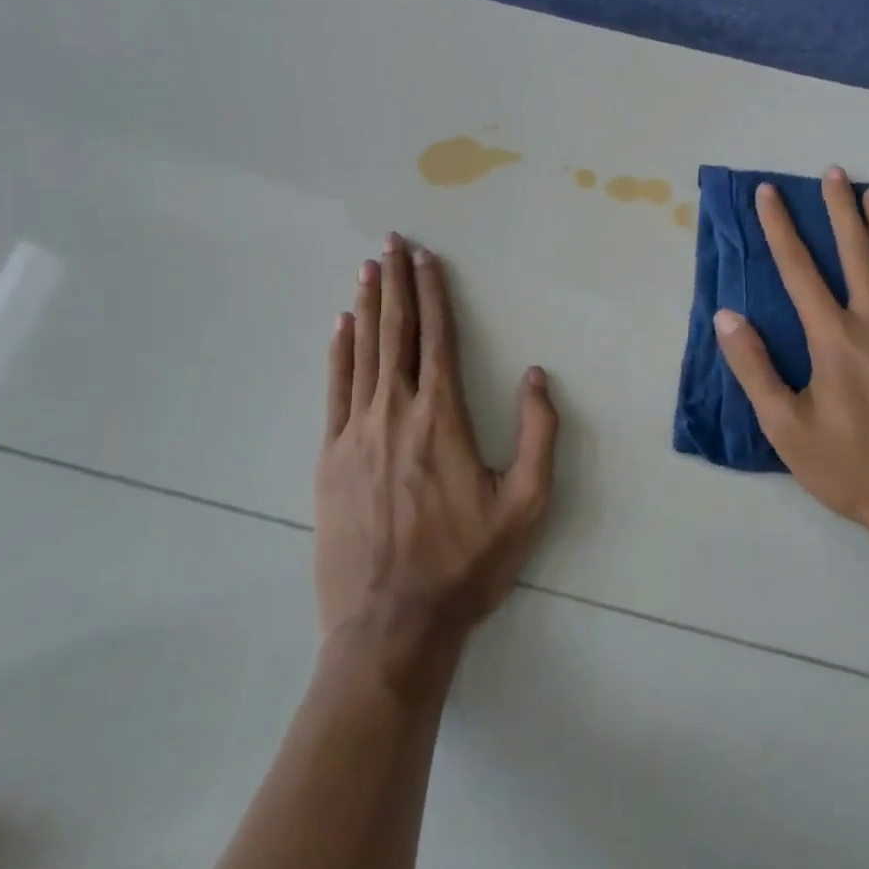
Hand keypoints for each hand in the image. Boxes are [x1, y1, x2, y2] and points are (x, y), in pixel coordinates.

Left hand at [315, 234, 558, 671]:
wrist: (390, 628)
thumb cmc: (465, 564)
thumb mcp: (525, 505)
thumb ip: (538, 434)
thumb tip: (534, 374)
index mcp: (442, 417)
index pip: (438, 337)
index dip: (433, 293)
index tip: (427, 258)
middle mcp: (396, 411)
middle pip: (396, 331)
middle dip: (396, 281)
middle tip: (391, 241)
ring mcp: (356, 432)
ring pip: (364, 352)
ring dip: (368, 305)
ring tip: (368, 267)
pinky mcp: (330, 458)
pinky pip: (335, 390)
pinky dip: (339, 352)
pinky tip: (341, 326)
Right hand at [713, 168, 868, 569]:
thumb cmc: (851, 468)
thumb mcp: (786, 428)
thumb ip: (754, 368)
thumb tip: (726, 317)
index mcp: (833, 338)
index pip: (799, 270)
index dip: (780, 228)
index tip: (769, 194)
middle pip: (855, 254)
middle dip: (840, 210)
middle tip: (834, 173)